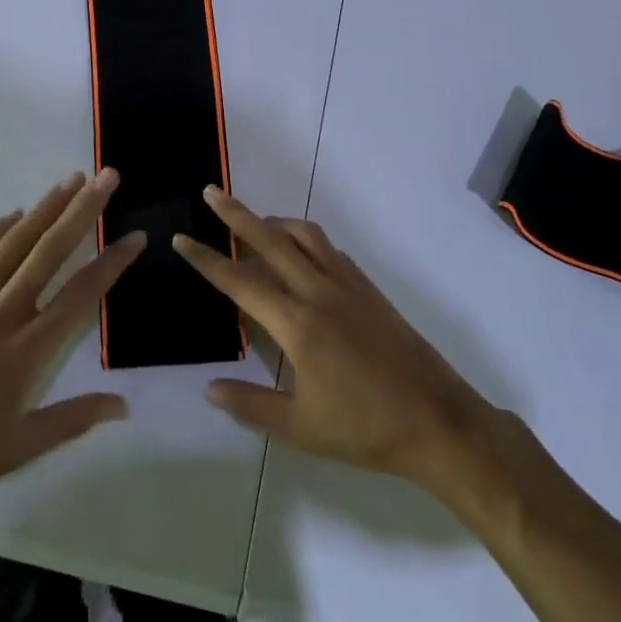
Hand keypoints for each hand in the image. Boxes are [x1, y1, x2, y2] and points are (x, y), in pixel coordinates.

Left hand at [0, 170, 143, 521]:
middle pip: (49, 251)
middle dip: (82, 210)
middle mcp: (1, 314)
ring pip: (14, 243)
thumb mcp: (20, 448)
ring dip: (45, 208)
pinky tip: (14, 212)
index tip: (135, 236)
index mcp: (26, 350)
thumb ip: (73, 419)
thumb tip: (124, 405)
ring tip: (71, 179)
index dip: (111, 263)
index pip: (80, 295)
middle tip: (106, 177)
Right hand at [175, 189, 507, 499]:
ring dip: (275, 222)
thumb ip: (251, 405)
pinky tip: (301, 256)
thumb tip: (209, 388)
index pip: (240, 282)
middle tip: (211, 192)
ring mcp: (349, 287)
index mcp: (297, 324)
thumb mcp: (300, 428)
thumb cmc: (365, 429)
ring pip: (306, 236)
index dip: (207, 259)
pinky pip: (331, 251)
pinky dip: (307, 242)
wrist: (438, 422)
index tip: (181, 239)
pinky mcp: (371, 291)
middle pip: (271, 240)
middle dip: (236, 214)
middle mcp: (320, 292)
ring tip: (253, 222)